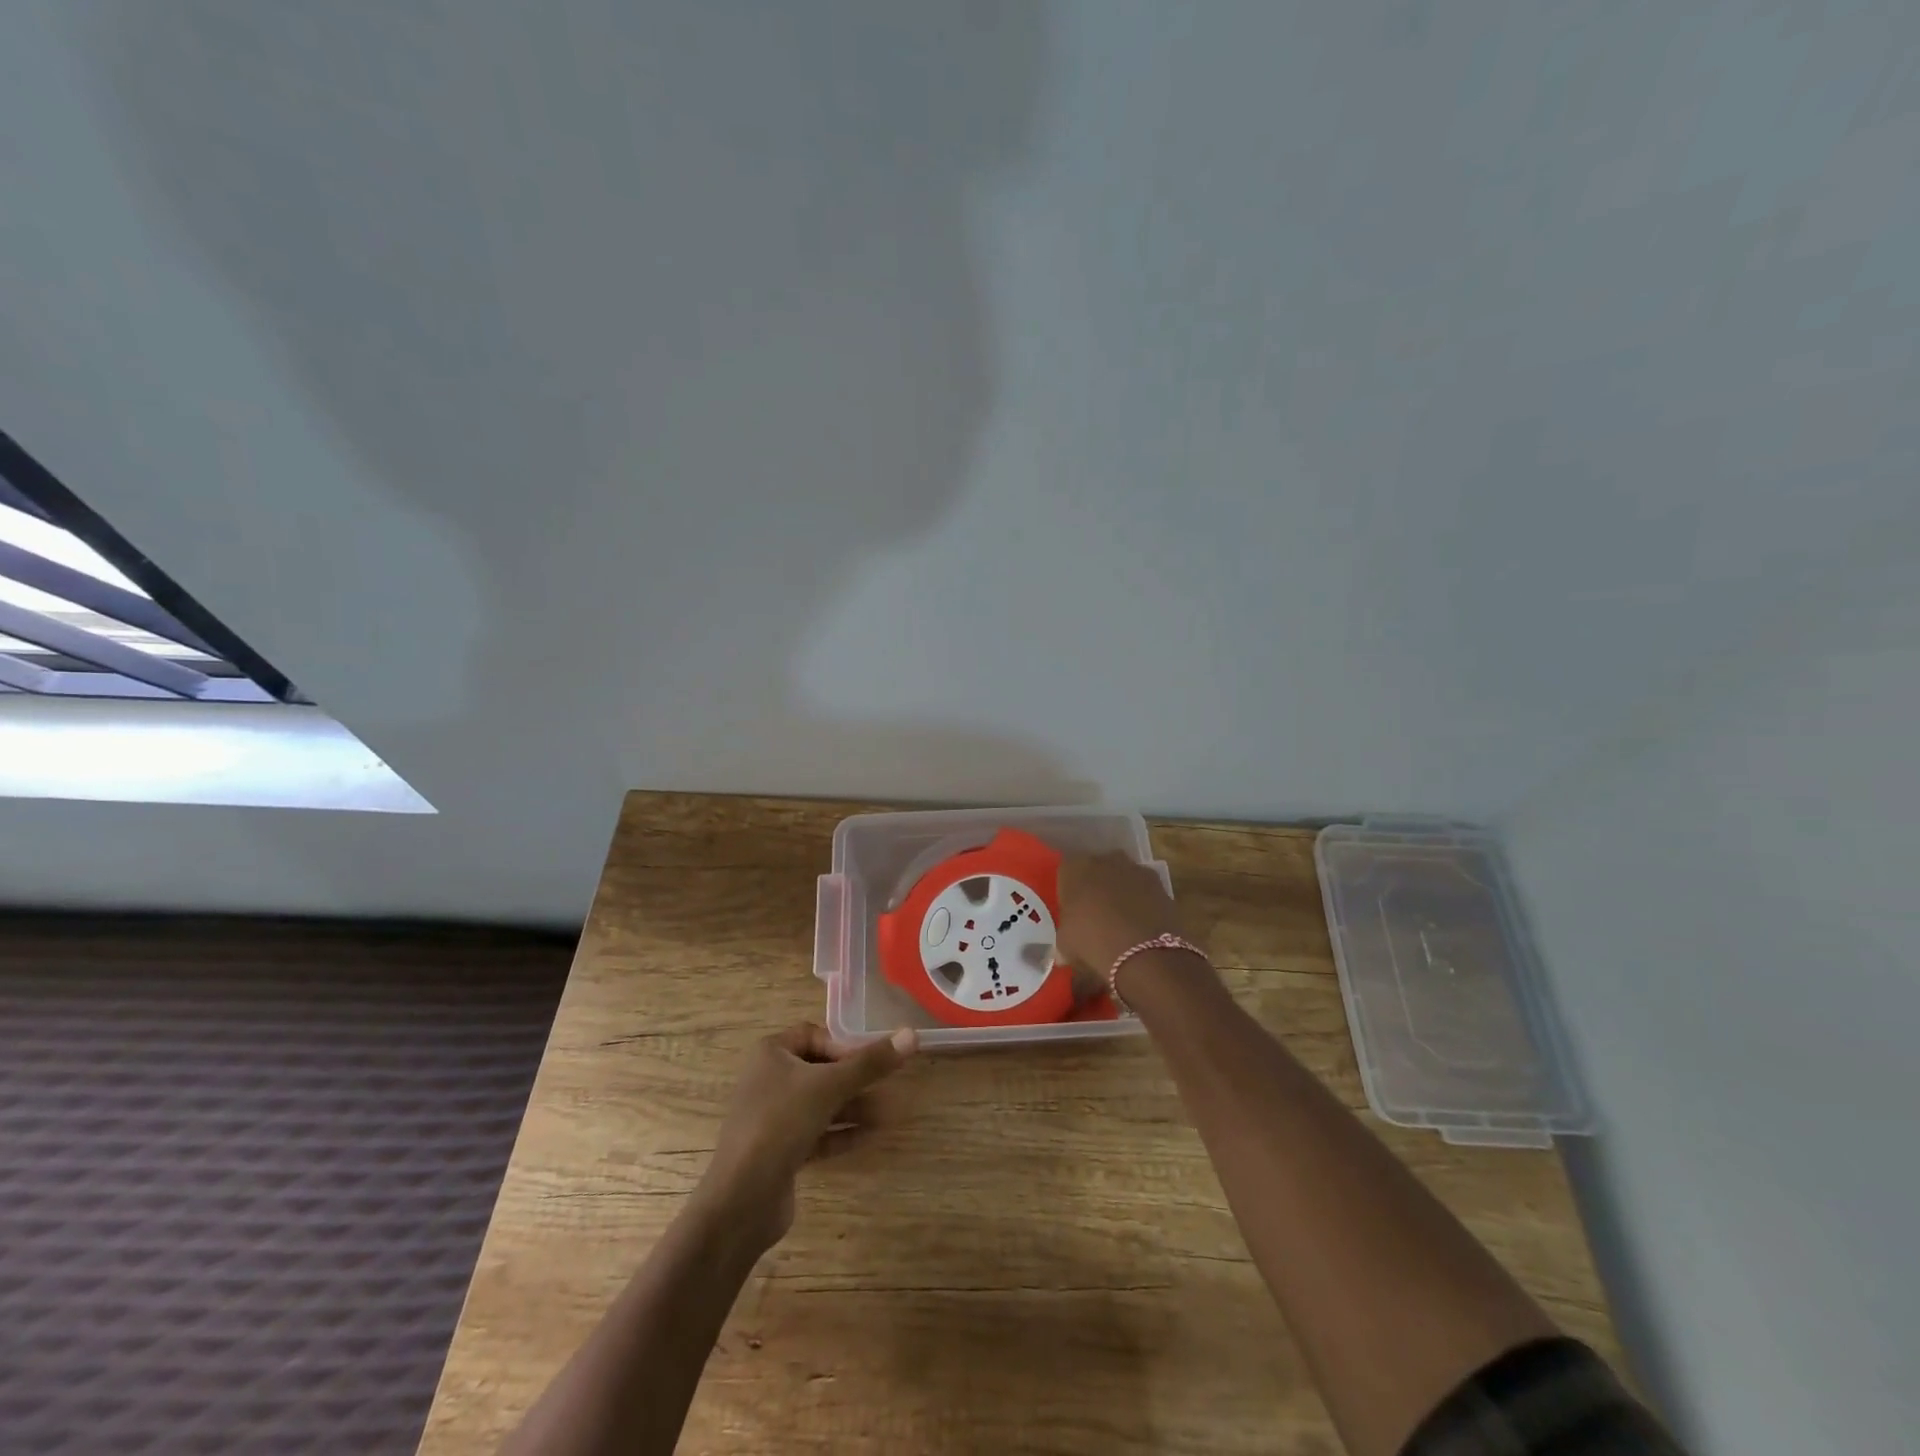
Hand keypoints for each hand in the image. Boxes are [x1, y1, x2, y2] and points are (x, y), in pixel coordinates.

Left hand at [694, 1022, 916, 1253]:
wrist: (741, 1201)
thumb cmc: (781, 1124)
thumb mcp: (830, 1087)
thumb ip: (871, 1063)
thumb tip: (912, 1034)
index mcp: (771, 1053)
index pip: (815, 1035)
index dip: (844, 1046)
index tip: (871, 1061)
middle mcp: (769, 1080)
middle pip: (821, 1070)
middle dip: (856, 1079)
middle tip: (889, 1087)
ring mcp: (772, 1117)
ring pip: (821, 1103)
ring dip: (854, 1107)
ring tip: (889, 1114)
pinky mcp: (779, 1151)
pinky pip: (816, 1132)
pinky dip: (841, 1132)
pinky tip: (870, 1136)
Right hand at [1055, 852, 1189, 980]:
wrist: (1145, 954)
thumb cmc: (1092, 942)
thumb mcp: (1065, 944)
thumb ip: (1064, 936)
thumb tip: (1064, 948)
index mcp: (1075, 867)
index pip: (1066, 871)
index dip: (1068, 890)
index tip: (1069, 910)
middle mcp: (1104, 860)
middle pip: (1096, 870)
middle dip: (1095, 887)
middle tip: (1093, 915)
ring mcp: (1136, 869)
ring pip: (1122, 878)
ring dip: (1120, 893)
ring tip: (1119, 923)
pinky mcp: (1160, 884)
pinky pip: (1144, 891)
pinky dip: (1142, 904)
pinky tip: (1139, 927)